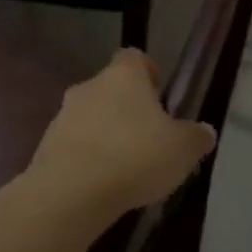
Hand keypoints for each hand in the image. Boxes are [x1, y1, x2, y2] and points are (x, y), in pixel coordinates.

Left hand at [26, 49, 215, 217]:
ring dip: (106, 134)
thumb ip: (196, 137)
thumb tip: (205, 132)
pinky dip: (87, 158)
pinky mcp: (46, 146)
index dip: (149, 74)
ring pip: (91, 117)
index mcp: (124, 76)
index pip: (135, 58)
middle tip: (149, 138)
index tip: (160, 96)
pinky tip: (101, 184)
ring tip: (125, 167)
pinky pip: (74, 145)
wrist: (70, 193)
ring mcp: (63, 115)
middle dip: (128, 109)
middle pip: (112, 88)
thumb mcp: (182, 150)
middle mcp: (90, 86)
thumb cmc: (134, 157)